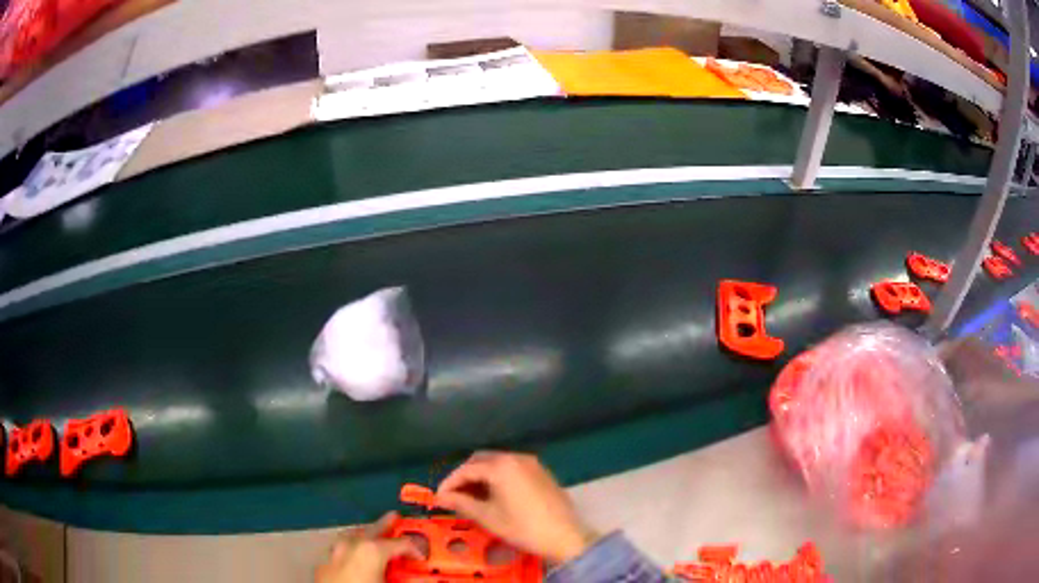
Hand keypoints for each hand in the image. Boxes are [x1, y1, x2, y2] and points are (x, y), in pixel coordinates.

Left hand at [315, 512, 419, 582]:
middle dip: (384, 525)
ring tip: (371, 534)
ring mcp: (333, 554)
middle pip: (371, 531)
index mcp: (372, 549)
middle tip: (394, 517)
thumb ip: (407, 579)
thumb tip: (422, 578)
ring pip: (350, 537)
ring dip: (363, 535)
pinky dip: (348, 550)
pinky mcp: (322, 566)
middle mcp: (351, 546)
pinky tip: (350, 557)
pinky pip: (337, 551)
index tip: (422, 557)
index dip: (415, 549)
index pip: (401, 543)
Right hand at [436, 451, 597, 565]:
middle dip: (465, 477)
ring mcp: (531, 463)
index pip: (466, 469)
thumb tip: (440, 497)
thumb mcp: (488, 517)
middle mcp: (516, 457)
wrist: (565, 535)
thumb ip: (461, 503)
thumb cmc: (522, 527)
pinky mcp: (541, 472)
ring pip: (497, 463)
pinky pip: (512, 468)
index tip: (439, 497)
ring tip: (472, 498)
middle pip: (481, 460)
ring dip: (481, 476)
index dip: (449, 483)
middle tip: (455, 496)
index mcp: (501, 466)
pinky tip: (495, 495)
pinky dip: (498, 477)